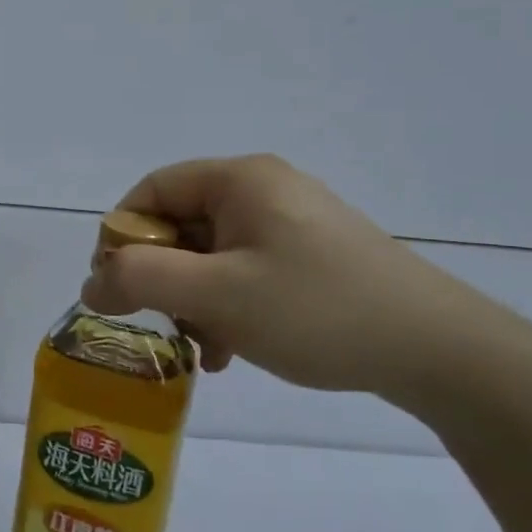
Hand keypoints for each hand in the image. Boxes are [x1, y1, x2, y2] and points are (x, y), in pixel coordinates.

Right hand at [81, 154, 521, 398]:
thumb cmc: (318, 310)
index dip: (122, 236)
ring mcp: (290, 223)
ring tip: (204, 347)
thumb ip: (141, 281)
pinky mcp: (311, 256)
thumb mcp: (218, 295)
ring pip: (210, 254)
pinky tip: (232, 350)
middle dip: (162, 278)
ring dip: (193, 300)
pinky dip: (226, 306)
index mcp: (240, 179)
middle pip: (181, 224)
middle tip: (162, 324)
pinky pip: (244, 271)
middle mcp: (263, 190)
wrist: (440, 351)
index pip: (152, 190)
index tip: (115, 287)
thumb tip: (90, 283)